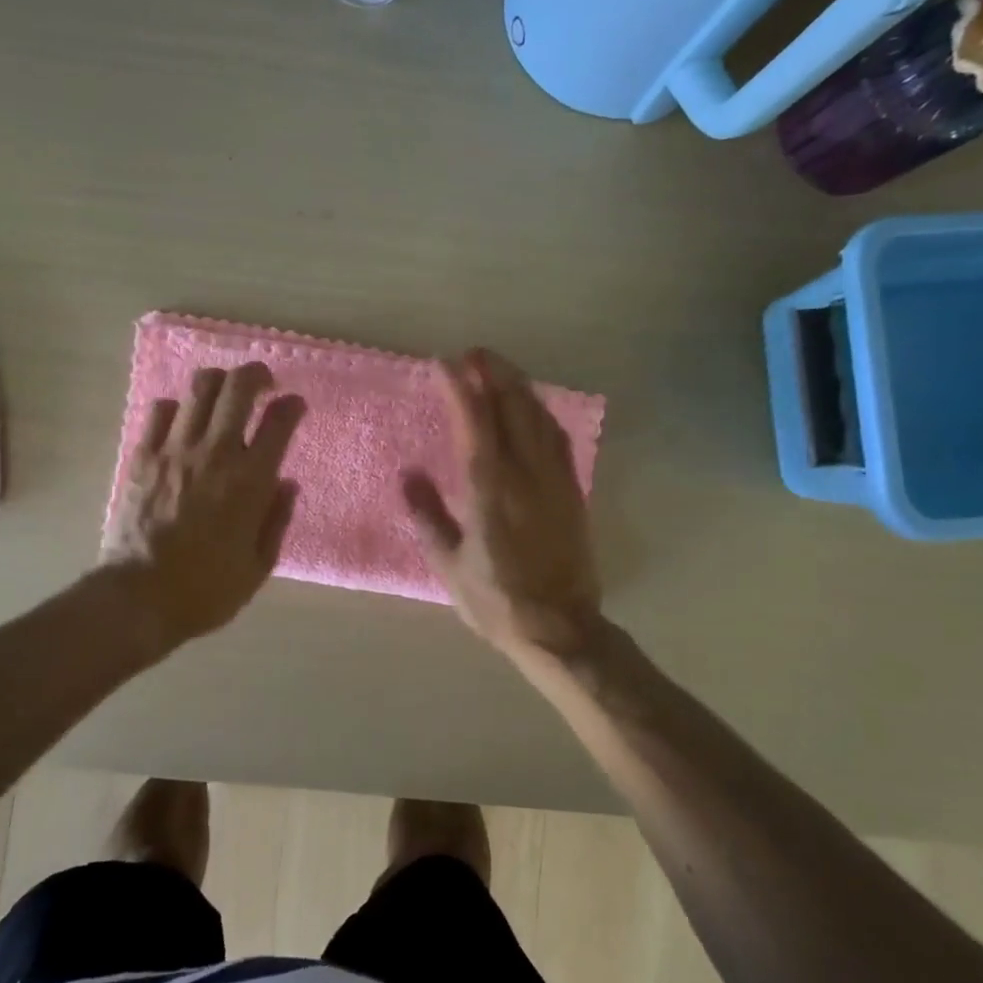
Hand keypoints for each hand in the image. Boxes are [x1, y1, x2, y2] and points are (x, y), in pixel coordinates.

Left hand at [104, 363, 305, 651]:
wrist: (138, 598)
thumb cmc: (206, 590)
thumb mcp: (258, 566)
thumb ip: (277, 519)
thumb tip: (287, 483)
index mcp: (250, 481)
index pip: (279, 421)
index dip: (291, 405)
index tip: (295, 406)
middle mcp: (215, 453)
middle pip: (238, 387)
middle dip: (256, 375)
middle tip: (263, 383)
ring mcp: (175, 450)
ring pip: (199, 388)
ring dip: (219, 382)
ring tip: (224, 393)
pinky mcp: (142, 456)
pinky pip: (160, 410)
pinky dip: (177, 407)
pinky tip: (182, 421)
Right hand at [401, 349, 602, 660]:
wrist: (561, 628)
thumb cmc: (496, 601)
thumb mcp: (448, 565)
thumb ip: (427, 516)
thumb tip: (410, 475)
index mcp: (490, 489)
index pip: (474, 422)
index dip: (460, 387)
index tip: (444, 362)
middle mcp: (526, 474)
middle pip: (513, 406)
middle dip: (494, 372)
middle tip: (474, 354)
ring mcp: (555, 480)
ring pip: (540, 417)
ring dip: (520, 387)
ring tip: (500, 370)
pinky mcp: (573, 492)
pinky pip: (558, 439)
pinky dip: (543, 414)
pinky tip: (534, 409)